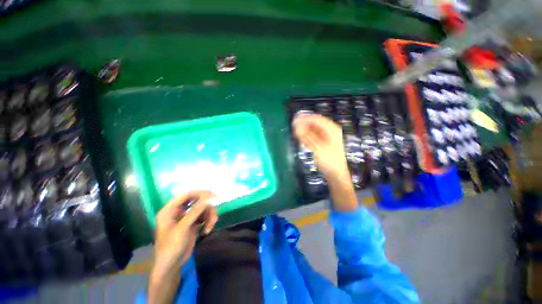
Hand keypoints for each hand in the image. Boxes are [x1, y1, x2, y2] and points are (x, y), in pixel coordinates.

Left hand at [152, 191, 217, 277]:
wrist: (172, 265)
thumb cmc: (171, 246)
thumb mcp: (183, 228)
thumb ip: (196, 211)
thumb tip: (209, 198)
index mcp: (170, 209)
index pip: (186, 194)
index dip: (200, 193)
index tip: (213, 196)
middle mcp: (179, 211)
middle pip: (197, 200)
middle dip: (207, 207)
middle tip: (214, 212)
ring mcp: (187, 217)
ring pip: (203, 208)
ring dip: (209, 215)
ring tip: (211, 225)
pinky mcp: (193, 223)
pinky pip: (204, 216)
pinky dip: (209, 221)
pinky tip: (208, 229)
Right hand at [293, 114, 357, 211]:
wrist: (336, 174)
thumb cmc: (328, 161)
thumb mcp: (316, 148)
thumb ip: (306, 136)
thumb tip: (296, 125)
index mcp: (332, 129)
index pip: (316, 119)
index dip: (304, 118)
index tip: (293, 121)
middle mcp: (331, 130)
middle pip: (315, 123)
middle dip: (304, 124)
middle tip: (293, 128)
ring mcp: (328, 136)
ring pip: (314, 128)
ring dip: (305, 129)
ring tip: (296, 133)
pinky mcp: (325, 141)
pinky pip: (315, 134)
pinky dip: (308, 135)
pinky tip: (303, 138)